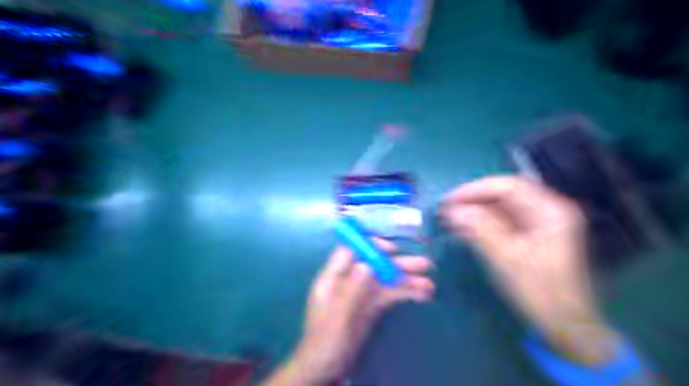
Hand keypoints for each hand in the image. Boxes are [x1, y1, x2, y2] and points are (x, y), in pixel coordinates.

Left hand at [271, 241, 434, 385]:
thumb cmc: (325, 341)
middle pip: (375, 265)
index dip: (371, 246)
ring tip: (430, 285)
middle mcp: (350, 280)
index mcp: (334, 278)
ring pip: (386, 280)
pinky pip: (390, 294)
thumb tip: (367, 264)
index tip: (392, 249)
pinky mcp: (372, 305)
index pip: (351, 252)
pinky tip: (423, 294)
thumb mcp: (337, 317)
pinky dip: (405, 293)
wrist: (325, 367)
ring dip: (407, 280)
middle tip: (425, 264)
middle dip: (398, 264)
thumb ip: (351, 290)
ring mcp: (362, 293)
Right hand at [444, 176, 622, 362]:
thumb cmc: (539, 290)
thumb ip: (480, 229)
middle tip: (446, 209)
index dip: (475, 189)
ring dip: (474, 211)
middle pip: (503, 195)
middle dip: (473, 200)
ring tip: (449, 218)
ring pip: (499, 208)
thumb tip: (453, 210)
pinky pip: (501, 222)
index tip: (450, 200)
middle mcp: (545, 210)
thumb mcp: (507, 258)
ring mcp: (538, 223)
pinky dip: (481, 223)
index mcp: (549, 210)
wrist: (563, 324)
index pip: (508, 186)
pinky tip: (462, 228)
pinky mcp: (529, 236)